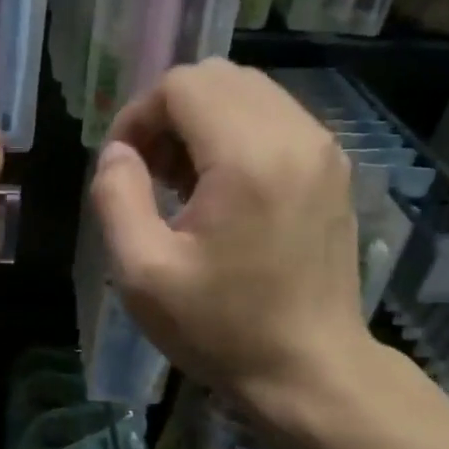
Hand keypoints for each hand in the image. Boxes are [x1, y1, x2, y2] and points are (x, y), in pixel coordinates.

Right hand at [90, 59, 375, 421]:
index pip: (181, 85)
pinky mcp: (332, 168)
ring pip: (246, 93)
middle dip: (168, 113)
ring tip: (180, 182)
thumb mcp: (141, 271)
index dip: (137, 115)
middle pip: (215, 78)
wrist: (310, 371)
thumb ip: (116, 196)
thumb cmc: (220, 328)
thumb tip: (118, 151)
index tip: (123, 166)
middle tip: (149, 172)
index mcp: (248, 158)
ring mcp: (323, 150)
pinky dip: (234, 134)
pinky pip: (273, 118)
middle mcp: (295, 136)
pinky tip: (220, 189)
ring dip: (201, 122)